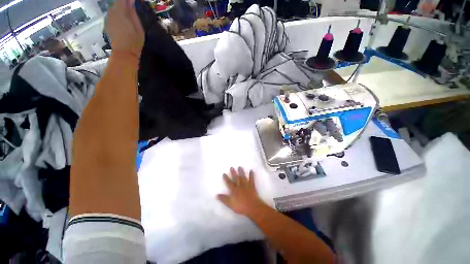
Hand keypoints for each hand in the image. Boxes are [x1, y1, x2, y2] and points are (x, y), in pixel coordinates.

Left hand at [106, 0, 143, 57]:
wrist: (124, 53)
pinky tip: (121, 24)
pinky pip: (111, 17)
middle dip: (123, 4)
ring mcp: (108, 19)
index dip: (128, 1)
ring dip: (119, 11)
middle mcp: (112, 12)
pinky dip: (116, 18)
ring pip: (113, 10)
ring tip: (126, 17)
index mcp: (121, 10)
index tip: (133, 3)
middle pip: (117, 3)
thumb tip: (131, 0)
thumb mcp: (139, 26)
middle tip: (131, 10)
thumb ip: (133, 11)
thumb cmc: (134, 40)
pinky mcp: (107, 26)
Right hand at [217, 167, 265, 216]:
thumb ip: (224, 199)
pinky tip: (251, 170)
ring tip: (240, 167)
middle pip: (236, 178)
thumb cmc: (241, 207)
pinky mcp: (252, 186)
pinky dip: (251, 175)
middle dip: (233, 173)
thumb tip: (216, 195)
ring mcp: (246, 185)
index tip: (224, 173)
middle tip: (232, 167)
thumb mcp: (230, 204)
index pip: (229, 183)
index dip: (226, 178)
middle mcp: (240, 186)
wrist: (252, 207)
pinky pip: (252, 180)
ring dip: (241, 172)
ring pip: (243, 177)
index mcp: (234, 190)